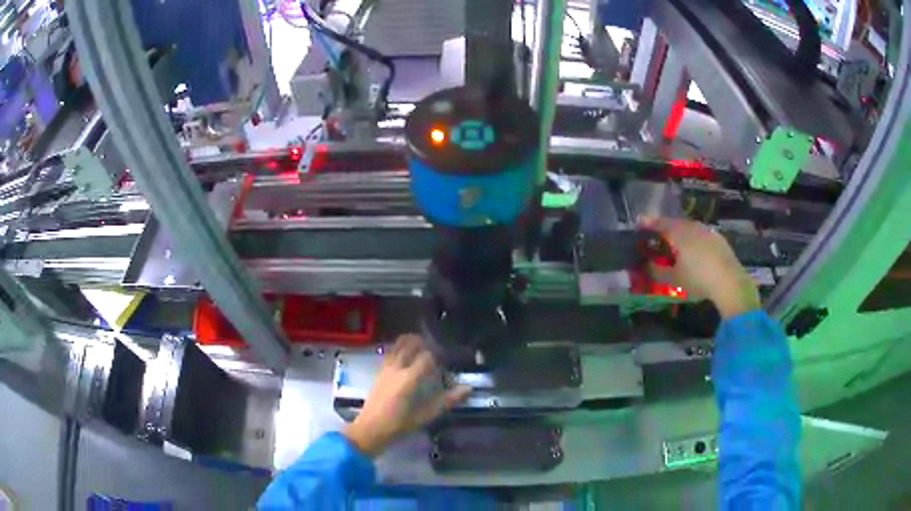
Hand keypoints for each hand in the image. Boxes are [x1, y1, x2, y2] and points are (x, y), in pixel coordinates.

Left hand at [343, 335, 470, 456]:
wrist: (371, 429)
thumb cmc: (400, 425)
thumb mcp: (427, 415)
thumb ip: (448, 400)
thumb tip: (468, 388)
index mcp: (410, 378)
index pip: (427, 356)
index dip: (439, 354)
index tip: (447, 359)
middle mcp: (397, 368)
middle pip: (410, 344)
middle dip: (424, 342)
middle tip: (435, 348)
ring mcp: (386, 368)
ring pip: (398, 345)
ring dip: (411, 341)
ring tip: (422, 345)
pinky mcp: (379, 371)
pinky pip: (391, 352)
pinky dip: (400, 347)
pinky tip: (405, 354)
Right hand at [640, 216, 760, 318]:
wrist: (730, 282)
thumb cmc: (698, 279)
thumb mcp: (673, 279)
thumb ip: (657, 271)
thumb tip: (645, 265)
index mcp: (679, 232)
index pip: (660, 224)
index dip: (648, 224)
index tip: (639, 224)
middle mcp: (692, 227)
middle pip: (675, 224)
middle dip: (665, 229)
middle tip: (657, 238)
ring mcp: (707, 232)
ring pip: (689, 229)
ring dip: (680, 234)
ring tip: (675, 246)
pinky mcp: (719, 240)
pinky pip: (701, 235)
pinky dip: (693, 240)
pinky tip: (694, 252)